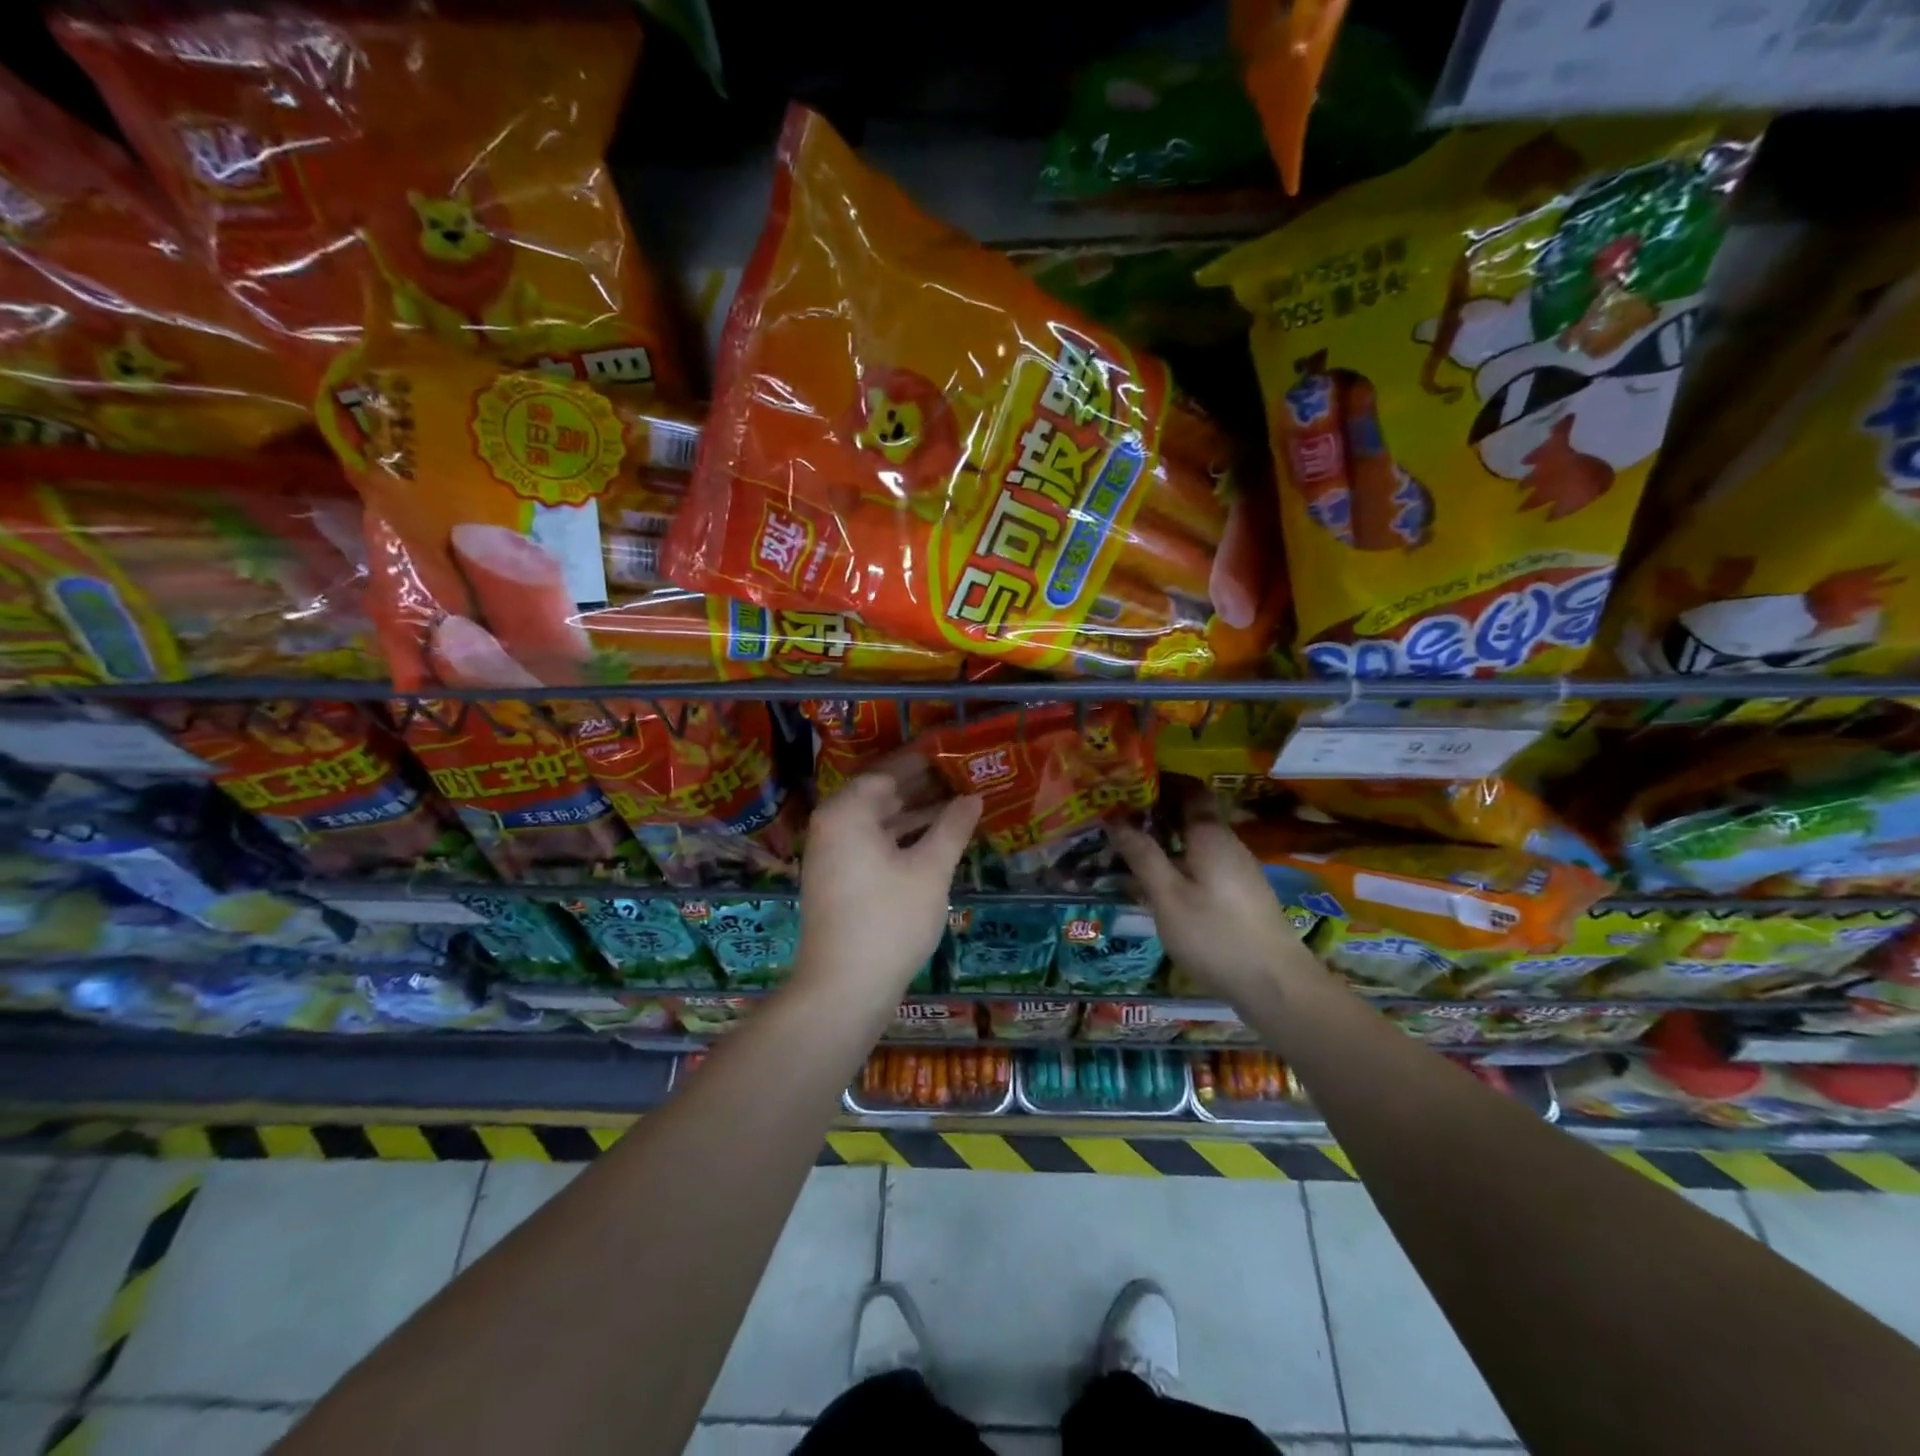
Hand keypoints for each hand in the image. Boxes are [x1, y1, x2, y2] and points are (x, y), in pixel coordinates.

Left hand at [797, 753, 981, 1005]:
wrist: (843, 988)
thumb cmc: (890, 920)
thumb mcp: (930, 870)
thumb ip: (952, 828)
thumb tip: (974, 797)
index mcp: (847, 812)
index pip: (886, 772)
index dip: (921, 763)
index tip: (952, 754)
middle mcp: (832, 826)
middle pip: (879, 795)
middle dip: (920, 787)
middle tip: (960, 777)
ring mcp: (831, 856)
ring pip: (877, 822)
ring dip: (913, 814)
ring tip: (956, 805)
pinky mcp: (838, 881)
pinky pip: (871, 844)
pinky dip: (900, 838)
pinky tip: (933, 842)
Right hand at [1111, 787, 1308, 1003]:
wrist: (1276, 986)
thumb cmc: (1215, 935)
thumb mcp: (1168, 897)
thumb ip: (1142, 856)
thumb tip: (1115, 818)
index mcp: (1210, 834)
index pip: (1188, 788)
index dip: (1159, 781)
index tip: (1126, 783)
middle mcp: (1227, 843)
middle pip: (1190, 814)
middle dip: (1154, 812)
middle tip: (1115, 818)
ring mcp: (1237, 870)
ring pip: (1195, 842)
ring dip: (1164, 840)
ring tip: (1126, 850)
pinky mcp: (1240, 894)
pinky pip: (1202, 864)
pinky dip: (1177, 863)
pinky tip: (1155, 884)